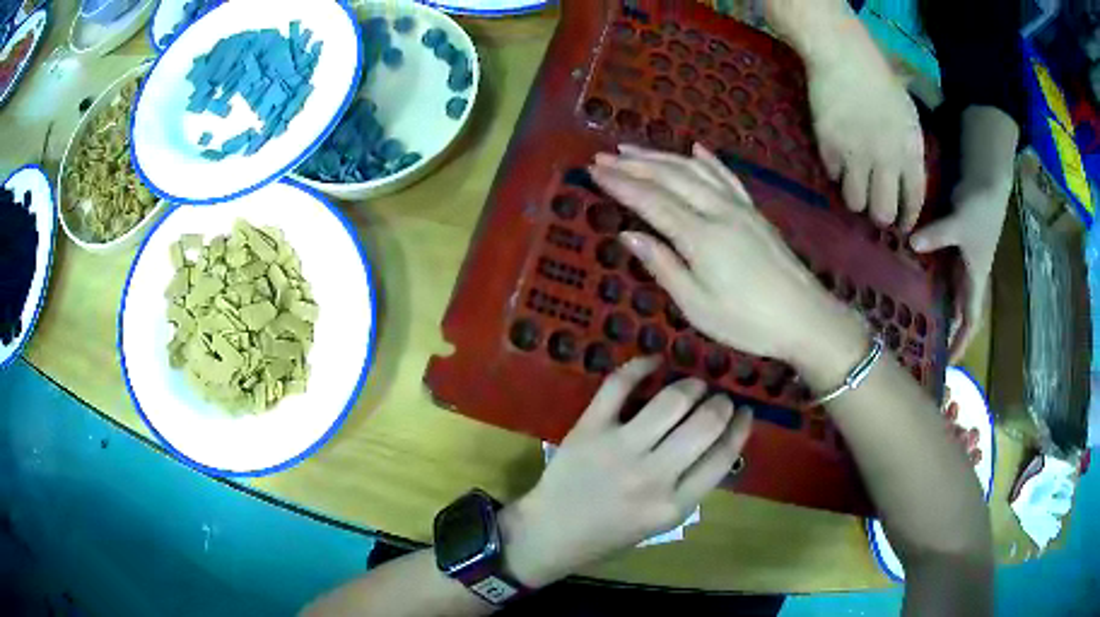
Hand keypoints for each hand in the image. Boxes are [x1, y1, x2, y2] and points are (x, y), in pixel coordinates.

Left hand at [501, 357, 752, 586]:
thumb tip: (718, 441)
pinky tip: (655, 362)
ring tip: (693, 385)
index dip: (741, 427)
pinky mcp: (589, 429)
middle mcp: (652, 477)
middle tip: (718, 398)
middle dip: (721, 403)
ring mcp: (619, 449)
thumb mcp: (661, 523)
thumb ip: (690, 486)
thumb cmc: (609, 534)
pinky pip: (620, 386)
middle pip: (705, 423)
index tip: (745, 411)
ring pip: (672, 400)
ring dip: (691, 385)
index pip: (723, 457)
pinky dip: (641, 366)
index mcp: (674, 506)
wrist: (551, 533)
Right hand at [588, 143, 851, 362]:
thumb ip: (663, 266)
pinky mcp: (754, 212)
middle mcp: (718, 211)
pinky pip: (727, 177)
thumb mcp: (697, 305)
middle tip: (603, 157)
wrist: (806, 317)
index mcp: (700, 236)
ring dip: (662, 156)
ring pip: (695, 170)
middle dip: (634, 165)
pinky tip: (696, 148)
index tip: (594, 172)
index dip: (621, 184)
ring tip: (633, 149)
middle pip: (670, 178)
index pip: (651, 201)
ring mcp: (739, 208)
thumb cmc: (748, 321)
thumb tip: (628, 236)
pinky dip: (708, 160)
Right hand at [805, 36, 925, 228]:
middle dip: (880, 216)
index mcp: (909, 151)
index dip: (908, 217)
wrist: (844, 57)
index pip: (914, 200)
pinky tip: (837, 156)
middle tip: (876, 210)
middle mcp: (885, 160)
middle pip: (882, 212)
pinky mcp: (829, 147)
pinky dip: (836, 170)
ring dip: (856, 197)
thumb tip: (906, 176)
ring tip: (854, 184)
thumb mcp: (908, 115)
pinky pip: (832, 174)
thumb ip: (909, 149)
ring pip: (855, 201)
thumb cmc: (880, 80)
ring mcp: (856, 155)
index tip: (903, 225)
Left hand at [910, 179, 1011, 361]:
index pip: (969, 321)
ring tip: (906, 319)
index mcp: (975, 279)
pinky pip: (937, 265)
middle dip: (941, 329)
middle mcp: (967, 274)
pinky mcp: (951, 242)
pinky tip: (905, 276)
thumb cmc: (980, 207)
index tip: (947, 366)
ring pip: (945, 289)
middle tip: (915, 346)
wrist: (986, 179)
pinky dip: (925, 273)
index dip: (960, 344)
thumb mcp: (960, 223)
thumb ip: (938, 235)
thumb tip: (911, 244)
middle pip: (955, 310)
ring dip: (931, 302)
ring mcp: (959, 258)